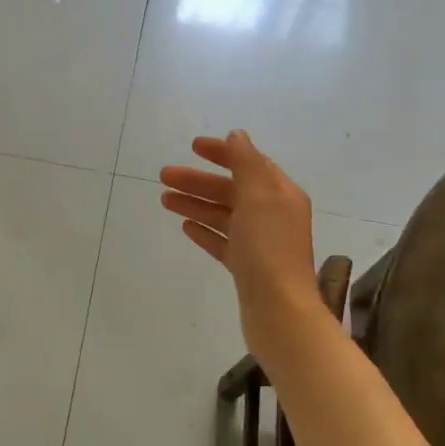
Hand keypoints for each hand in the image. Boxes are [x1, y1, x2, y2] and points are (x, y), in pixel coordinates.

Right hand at [159, 131, 320, 355]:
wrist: (278, 309)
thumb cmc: (268, 247)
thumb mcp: (259, 196)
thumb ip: (246, 162)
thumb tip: (237, 136)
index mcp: (280, 194)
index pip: (249, 163)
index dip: (222, 152)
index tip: (192, 146)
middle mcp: (272, 214)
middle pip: (231, 189)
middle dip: (198, 181)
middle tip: (164, 176)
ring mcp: (259, 242)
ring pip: (223, 215)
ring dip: (195, 203)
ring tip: (164, 200)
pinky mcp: (246, 267)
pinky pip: (222, 241)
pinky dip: (205, 230)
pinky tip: (185, 226)